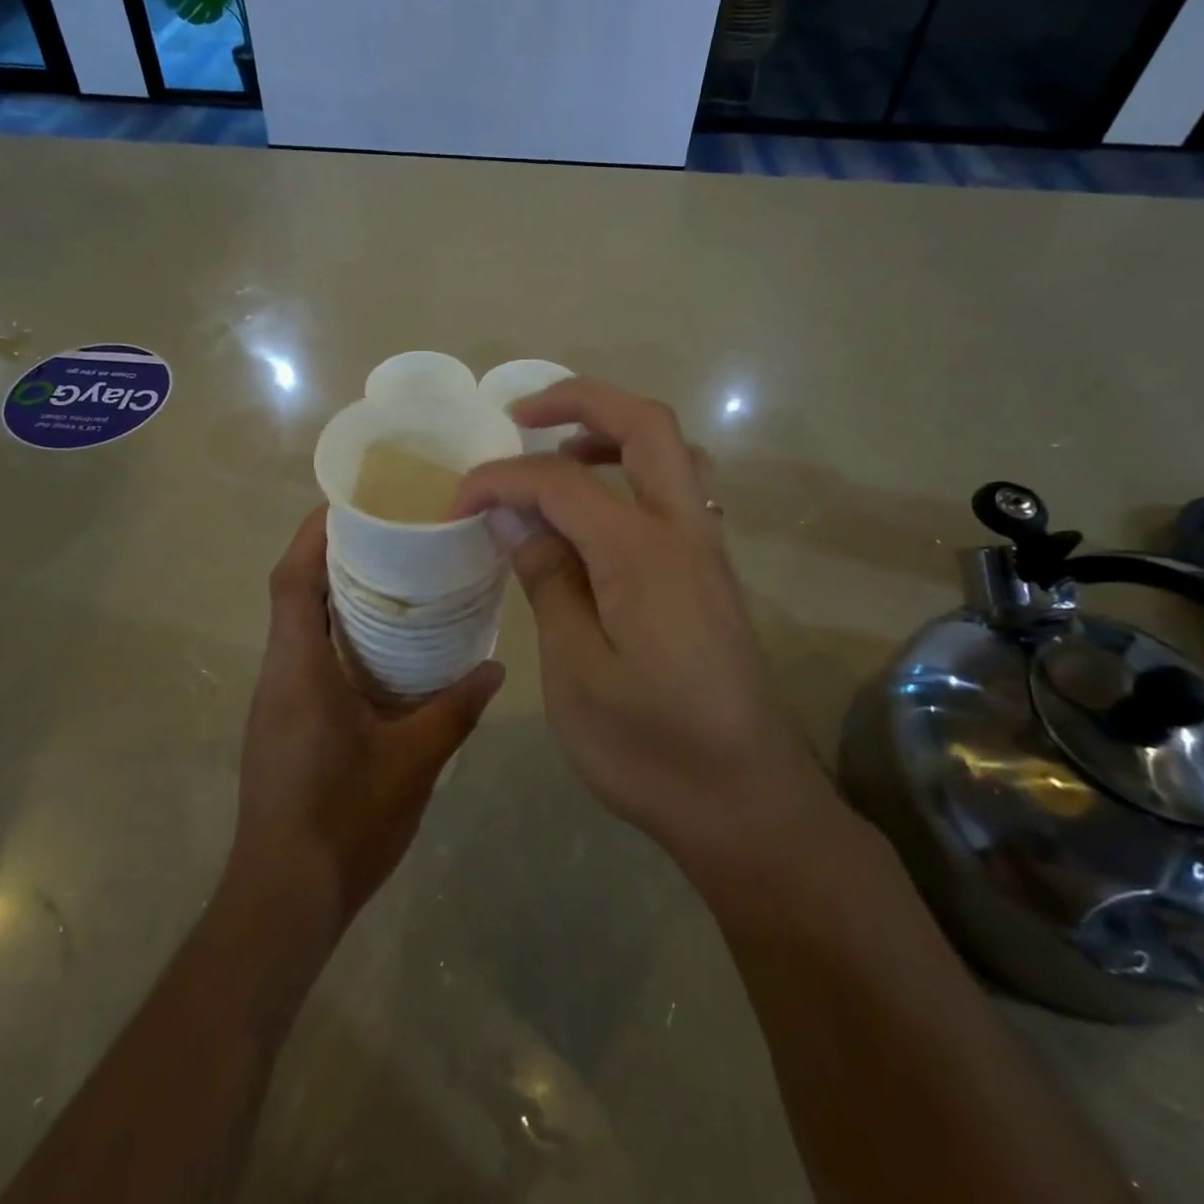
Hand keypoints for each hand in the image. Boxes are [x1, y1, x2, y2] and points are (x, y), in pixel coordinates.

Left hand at [229, 507, 505, 925]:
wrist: (285, 897)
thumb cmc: (344, 821)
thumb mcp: (413, 762)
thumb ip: (455, 709)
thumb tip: (496, 667)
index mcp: (299, 669)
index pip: (292, 580)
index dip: (314, 534)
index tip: (351, 503)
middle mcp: (279, 674)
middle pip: (294, 594)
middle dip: (333, 556)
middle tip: (390, 535)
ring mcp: (277, 701)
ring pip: (300, 626)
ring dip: (336, 596)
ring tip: (393, 579)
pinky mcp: (284, 723)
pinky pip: (307, 657)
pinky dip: (337, 635)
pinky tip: (381, 648)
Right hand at [449, 379, 832, 877]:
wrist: (748, 803)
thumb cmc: (651, 749)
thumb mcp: (577, 672)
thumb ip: (547, 580)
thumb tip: (510, 514)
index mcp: (643, 552)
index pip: (560, 481)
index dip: (500, 479)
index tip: (455, 503)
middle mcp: (685, 530)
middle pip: (645, 423)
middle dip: (580, 400)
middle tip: (520, 418)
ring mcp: (706, 548)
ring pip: (670, 451)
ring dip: (611, 432)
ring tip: (556, 456)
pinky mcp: (710, 572)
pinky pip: (675, 489)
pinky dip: (630, 472)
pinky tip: (591, 517)